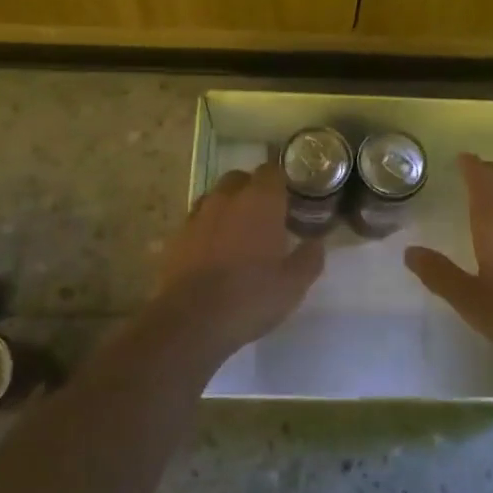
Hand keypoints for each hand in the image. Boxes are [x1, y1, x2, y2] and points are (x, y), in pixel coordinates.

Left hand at [144, 163, 324, 360]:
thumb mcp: (293, 285)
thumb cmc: (250, 297)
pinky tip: (215, 252)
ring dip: (228, 207)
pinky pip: (197, 220)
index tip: (291, 199)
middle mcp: (226, 198)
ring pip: (216, 197)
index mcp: (260, 201)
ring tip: (239, 234)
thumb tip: (315, 243)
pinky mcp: (176, 236)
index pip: (272, 170)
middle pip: (240, 178)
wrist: (190, 322)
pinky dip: (208, 228)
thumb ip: (309, 258)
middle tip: (267, 216)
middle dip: (253, 190)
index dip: (282, 182)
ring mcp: (197, 215)